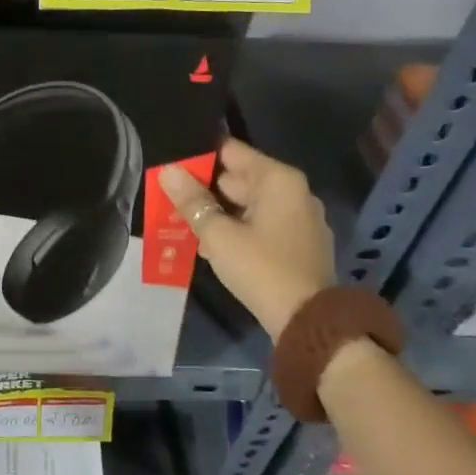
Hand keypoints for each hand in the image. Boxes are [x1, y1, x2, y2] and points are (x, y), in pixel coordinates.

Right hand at [158, 139, 333, 341]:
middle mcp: (293, 191)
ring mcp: (299, 218)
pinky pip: (260, 224)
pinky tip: (211, 246)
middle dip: (204, 189)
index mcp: (278, 179)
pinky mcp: (298, 243)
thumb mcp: (218, 234)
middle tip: (168, 198)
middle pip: (239, 177)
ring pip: (247, 204)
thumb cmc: (261, 269)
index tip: (170, 167)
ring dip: (218, 213)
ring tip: (183, 224)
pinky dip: (237, 229)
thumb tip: (167, 171)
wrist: (307, 323)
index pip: (230, 151)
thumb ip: (192, 201)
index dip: (198, 157)